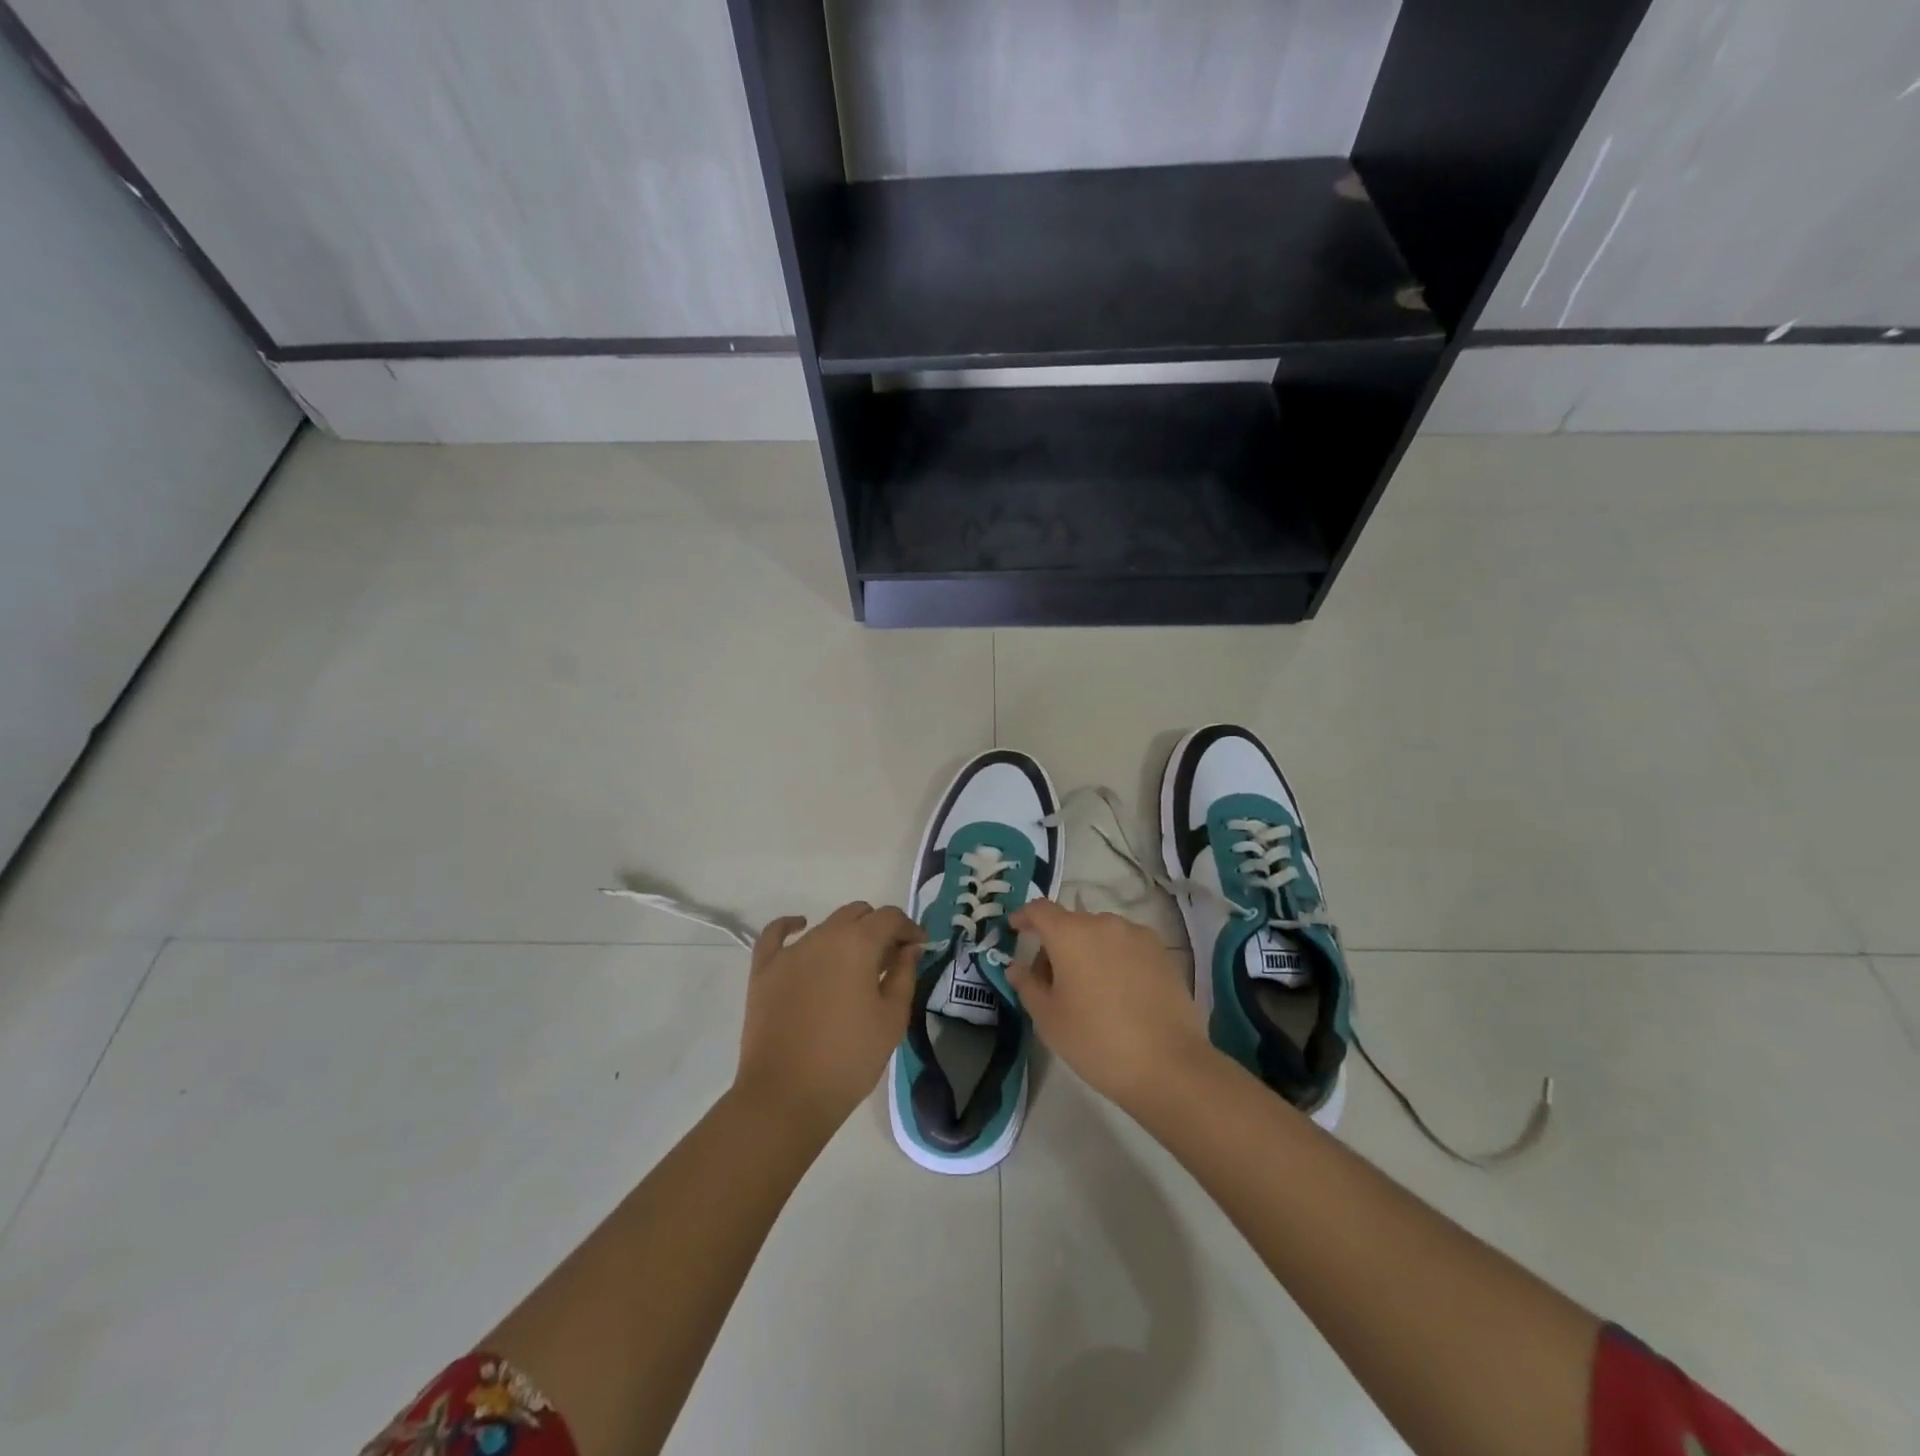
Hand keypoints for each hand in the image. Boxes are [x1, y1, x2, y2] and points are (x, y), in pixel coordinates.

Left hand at [732, 902, 920, 1136]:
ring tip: (854, 966)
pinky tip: (800, 927)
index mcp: (858, 944)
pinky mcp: (764, 969)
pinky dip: (791, 926)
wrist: (786, 1096)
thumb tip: (909, 948)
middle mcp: (823, 936)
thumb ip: (904, 975)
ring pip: (825, 926)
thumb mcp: (892, 1020)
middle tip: (889, 960)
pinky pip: (775, 934)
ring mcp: (790, 951)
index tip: (918, 947)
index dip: (908, 928)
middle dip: (878, 928)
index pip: (889, 917)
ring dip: (846, 936)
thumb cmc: (849, 1059)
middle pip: (857, 914)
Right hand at [1008, 900, 1212, 1108]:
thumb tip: (1017, 967)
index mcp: (1070, 934)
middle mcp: (1104, 923)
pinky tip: (1118, 993)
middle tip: (1050, 982)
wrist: (1168, 1065)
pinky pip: (1126, 946)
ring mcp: (1137, 935)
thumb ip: (1027, 985)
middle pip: (1071, 923)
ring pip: (1100, 934)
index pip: (1039, 909)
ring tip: (1088, 990)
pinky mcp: (1161, 952)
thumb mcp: (1049, 1019)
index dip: (1024, 916)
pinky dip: (1113, 959)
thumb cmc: (1096, 1041)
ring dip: (1087, 951)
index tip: (1015, 929)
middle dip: (1056, 944)